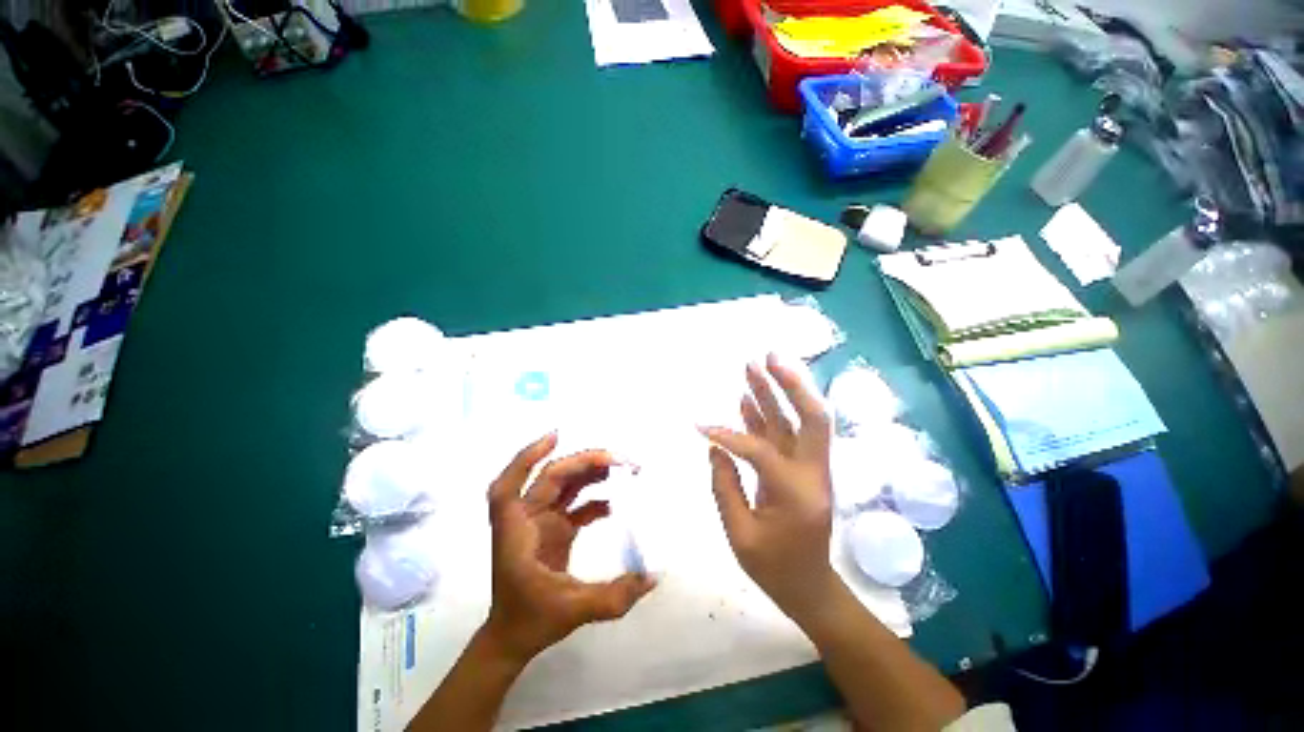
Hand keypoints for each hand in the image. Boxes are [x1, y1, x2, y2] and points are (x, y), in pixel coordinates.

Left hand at [481, 434, 656, 664]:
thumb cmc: (531, 620)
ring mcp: (540, 522)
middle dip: (583, 462)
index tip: (556, 437)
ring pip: (563, 485)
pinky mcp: (553, 529)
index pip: (511, 485)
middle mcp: (526, 518)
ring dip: (590, 473)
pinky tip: (614, 502)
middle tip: (618, 459)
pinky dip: (592, 497)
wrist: (512, 639)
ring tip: (622, 469)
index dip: (528, 457)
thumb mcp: (574, 610)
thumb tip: (654, 577)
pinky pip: (573, 504)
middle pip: (551, 477)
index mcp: (518, 531)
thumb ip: (615, 596)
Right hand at [701, 353, 838, 619]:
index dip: (728, 436)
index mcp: (797, 493)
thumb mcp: (740, 536)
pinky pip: (786, 435)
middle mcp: (811, 473)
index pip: (760, 451)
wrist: (811, 587)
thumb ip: (725, 488)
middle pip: (811, 417)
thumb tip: (716, 448)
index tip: (699, 426)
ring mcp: (809, 468)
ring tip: (755, 364)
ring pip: (799, 420)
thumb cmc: (774, 568)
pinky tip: (750, 397)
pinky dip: (769, 414)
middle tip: (768, 357)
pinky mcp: (801, 468)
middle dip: (791, 384)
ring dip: (779, 390)